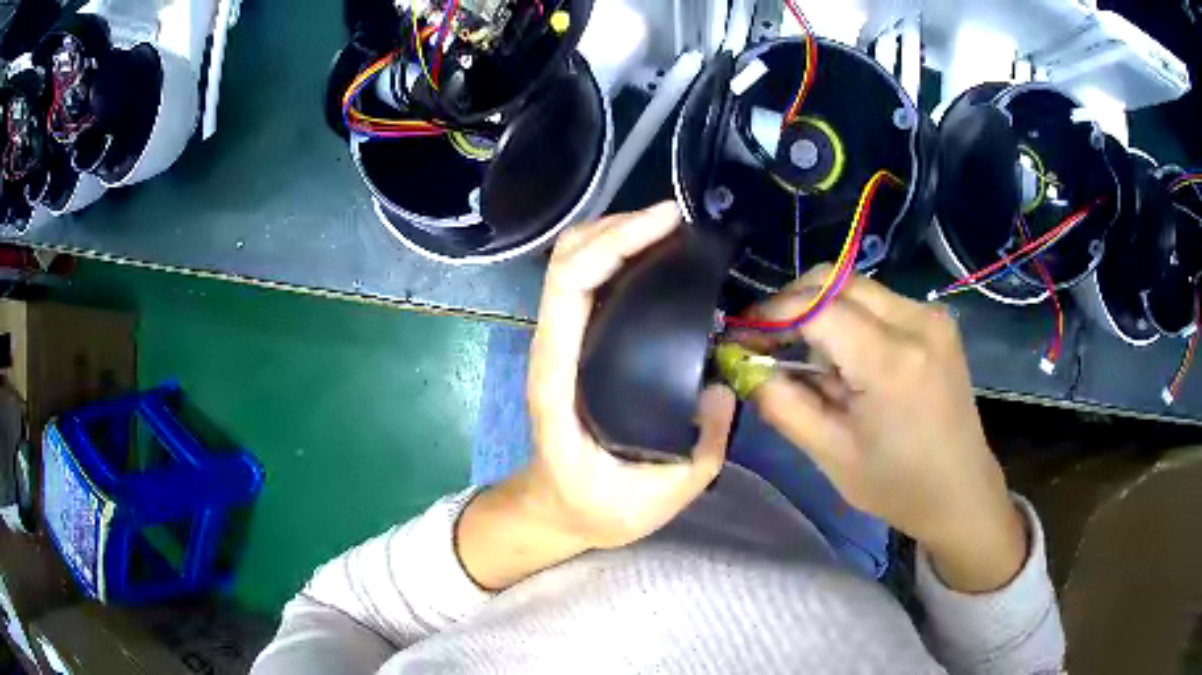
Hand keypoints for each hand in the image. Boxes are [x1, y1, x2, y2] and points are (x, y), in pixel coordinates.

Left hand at [457, 203, 735, 589]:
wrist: (556, 509)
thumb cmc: (596, 507)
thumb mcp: (659, 497)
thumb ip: (701, 448)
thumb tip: (724, 390)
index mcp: (559, 379)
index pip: (571, 287)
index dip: (614, 244)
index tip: (665, 224)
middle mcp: (551, 349)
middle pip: (566, 260)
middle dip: (616, 226)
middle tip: (674, 221)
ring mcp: (559, 344)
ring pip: (571, 264)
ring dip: (615, 234)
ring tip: (668, 230)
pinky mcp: (573, 345)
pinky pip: (586, 283)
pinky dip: (616, 256)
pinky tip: (655, 259)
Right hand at [735, 266, 1025, 592]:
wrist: (960, 491)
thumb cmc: (896, 485)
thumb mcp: (830, 454)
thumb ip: (781, 403)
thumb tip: (742, 364)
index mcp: (892, 362)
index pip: (816, 307)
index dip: (770, 315)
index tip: (740, 336)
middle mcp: (917, 321)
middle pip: (835, 281)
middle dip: (791, 304)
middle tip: (766, 341)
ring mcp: (931, 315)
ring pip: (855, 286)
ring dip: (819, 309)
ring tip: (805, 355)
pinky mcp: (936, 320)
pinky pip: (877, 300)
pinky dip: (848, 316)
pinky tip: (843, 356)